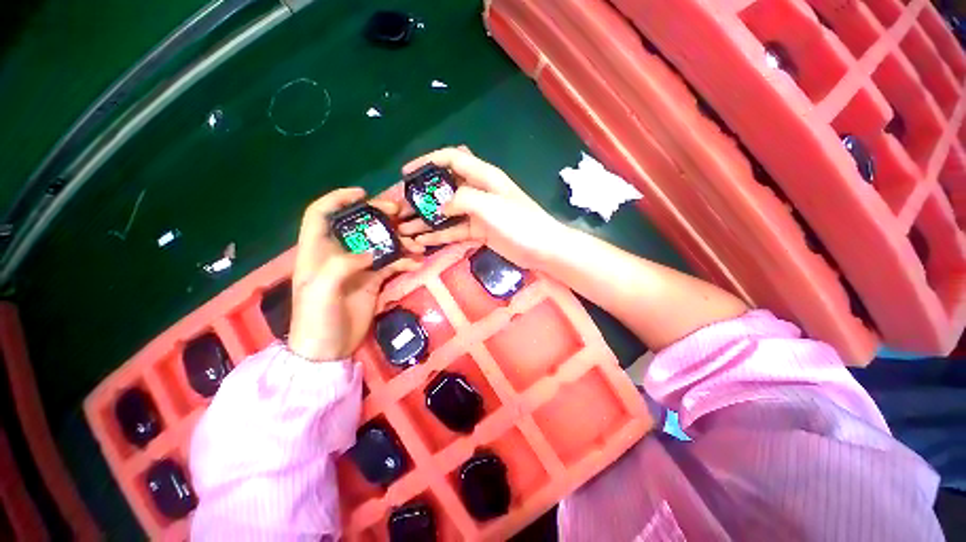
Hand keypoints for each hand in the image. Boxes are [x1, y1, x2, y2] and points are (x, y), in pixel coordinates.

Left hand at [288, 188, 420, 361]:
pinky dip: (404, 260)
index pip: (321, 214)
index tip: (362, 194)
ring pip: (380, 243)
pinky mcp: (374, 279)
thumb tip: (372, 252)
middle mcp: (339, 254)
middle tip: (399, 214)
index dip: (338, 199)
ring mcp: (359, 266)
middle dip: (378, 216)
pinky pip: (392, 263)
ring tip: (417, 243)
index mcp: (317, 251)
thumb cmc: (316, 319)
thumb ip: (342, 265)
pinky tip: (416, 262)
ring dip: (399, 240)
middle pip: (358, 225)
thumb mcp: (321, 291)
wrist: (329, 349)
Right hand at [398, 146, 566, 269]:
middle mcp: (478, 192)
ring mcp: (478, 213)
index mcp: (483, 177)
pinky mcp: (480, 232)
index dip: (427, 162)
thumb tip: (441, 207)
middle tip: (400, 208)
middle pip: (444, 189)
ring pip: (447, 213)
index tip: (406, 173)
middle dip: (421, 197)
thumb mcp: (489, 205)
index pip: (451, 160)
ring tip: (404, 228)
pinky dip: (439, 235)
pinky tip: (422, 241)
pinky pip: (455, 231)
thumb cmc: (519, 222)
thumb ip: (461, 199)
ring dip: (426, 220)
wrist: (542, 248)